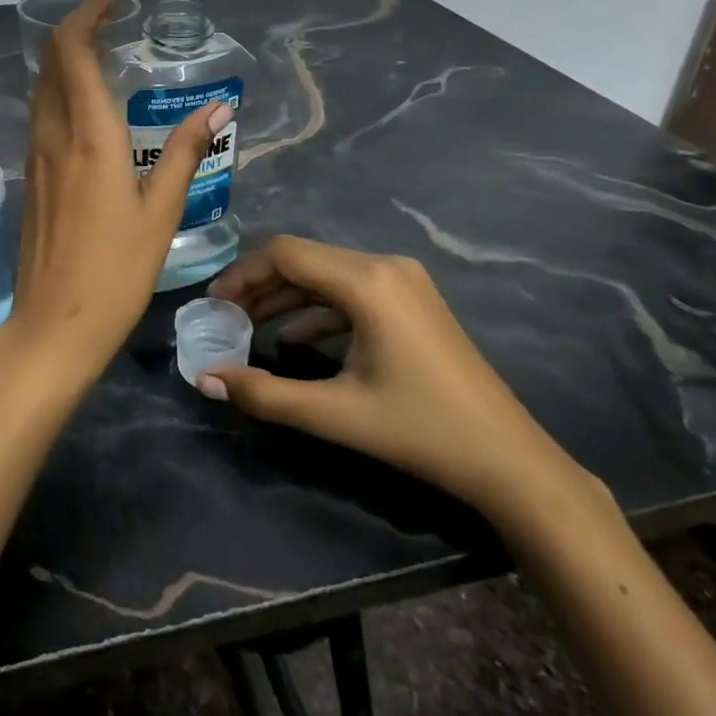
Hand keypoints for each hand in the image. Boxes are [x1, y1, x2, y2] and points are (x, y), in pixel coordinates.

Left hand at [0, 0, 230, 383]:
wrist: (54, 325)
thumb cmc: (116, 271)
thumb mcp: (161, 211)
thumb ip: (185, 153)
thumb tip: (218, 109)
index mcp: (88, 136)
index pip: (72, 52)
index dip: (87, 16)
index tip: (114, 1)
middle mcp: (54, 135)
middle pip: (51, 61)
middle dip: (78, 31)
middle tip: (115, 23)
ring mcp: (36, 157)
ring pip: (43, 88)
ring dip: (67, 61)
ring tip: (106, 57)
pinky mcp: (32, 178)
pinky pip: (42, 116)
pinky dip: (61, 92)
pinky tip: (88, 109)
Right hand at [203, 236, 580, 517]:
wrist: (510, 461)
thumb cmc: (421, 431)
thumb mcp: (336, 414)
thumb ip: (265, 395)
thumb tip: (206, 380)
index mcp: (367, 282)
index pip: (286, 254)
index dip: (243, 273)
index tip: (214, 303)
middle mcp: (385, 266)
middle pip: (305, 259)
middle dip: (260, 284)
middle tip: (225, 314)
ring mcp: (404, 281)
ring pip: (327, 274)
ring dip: (287, 296)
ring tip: (249, 324)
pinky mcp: (413, 301)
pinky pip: (352, 291)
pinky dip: (318, 309)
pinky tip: (294, 338)